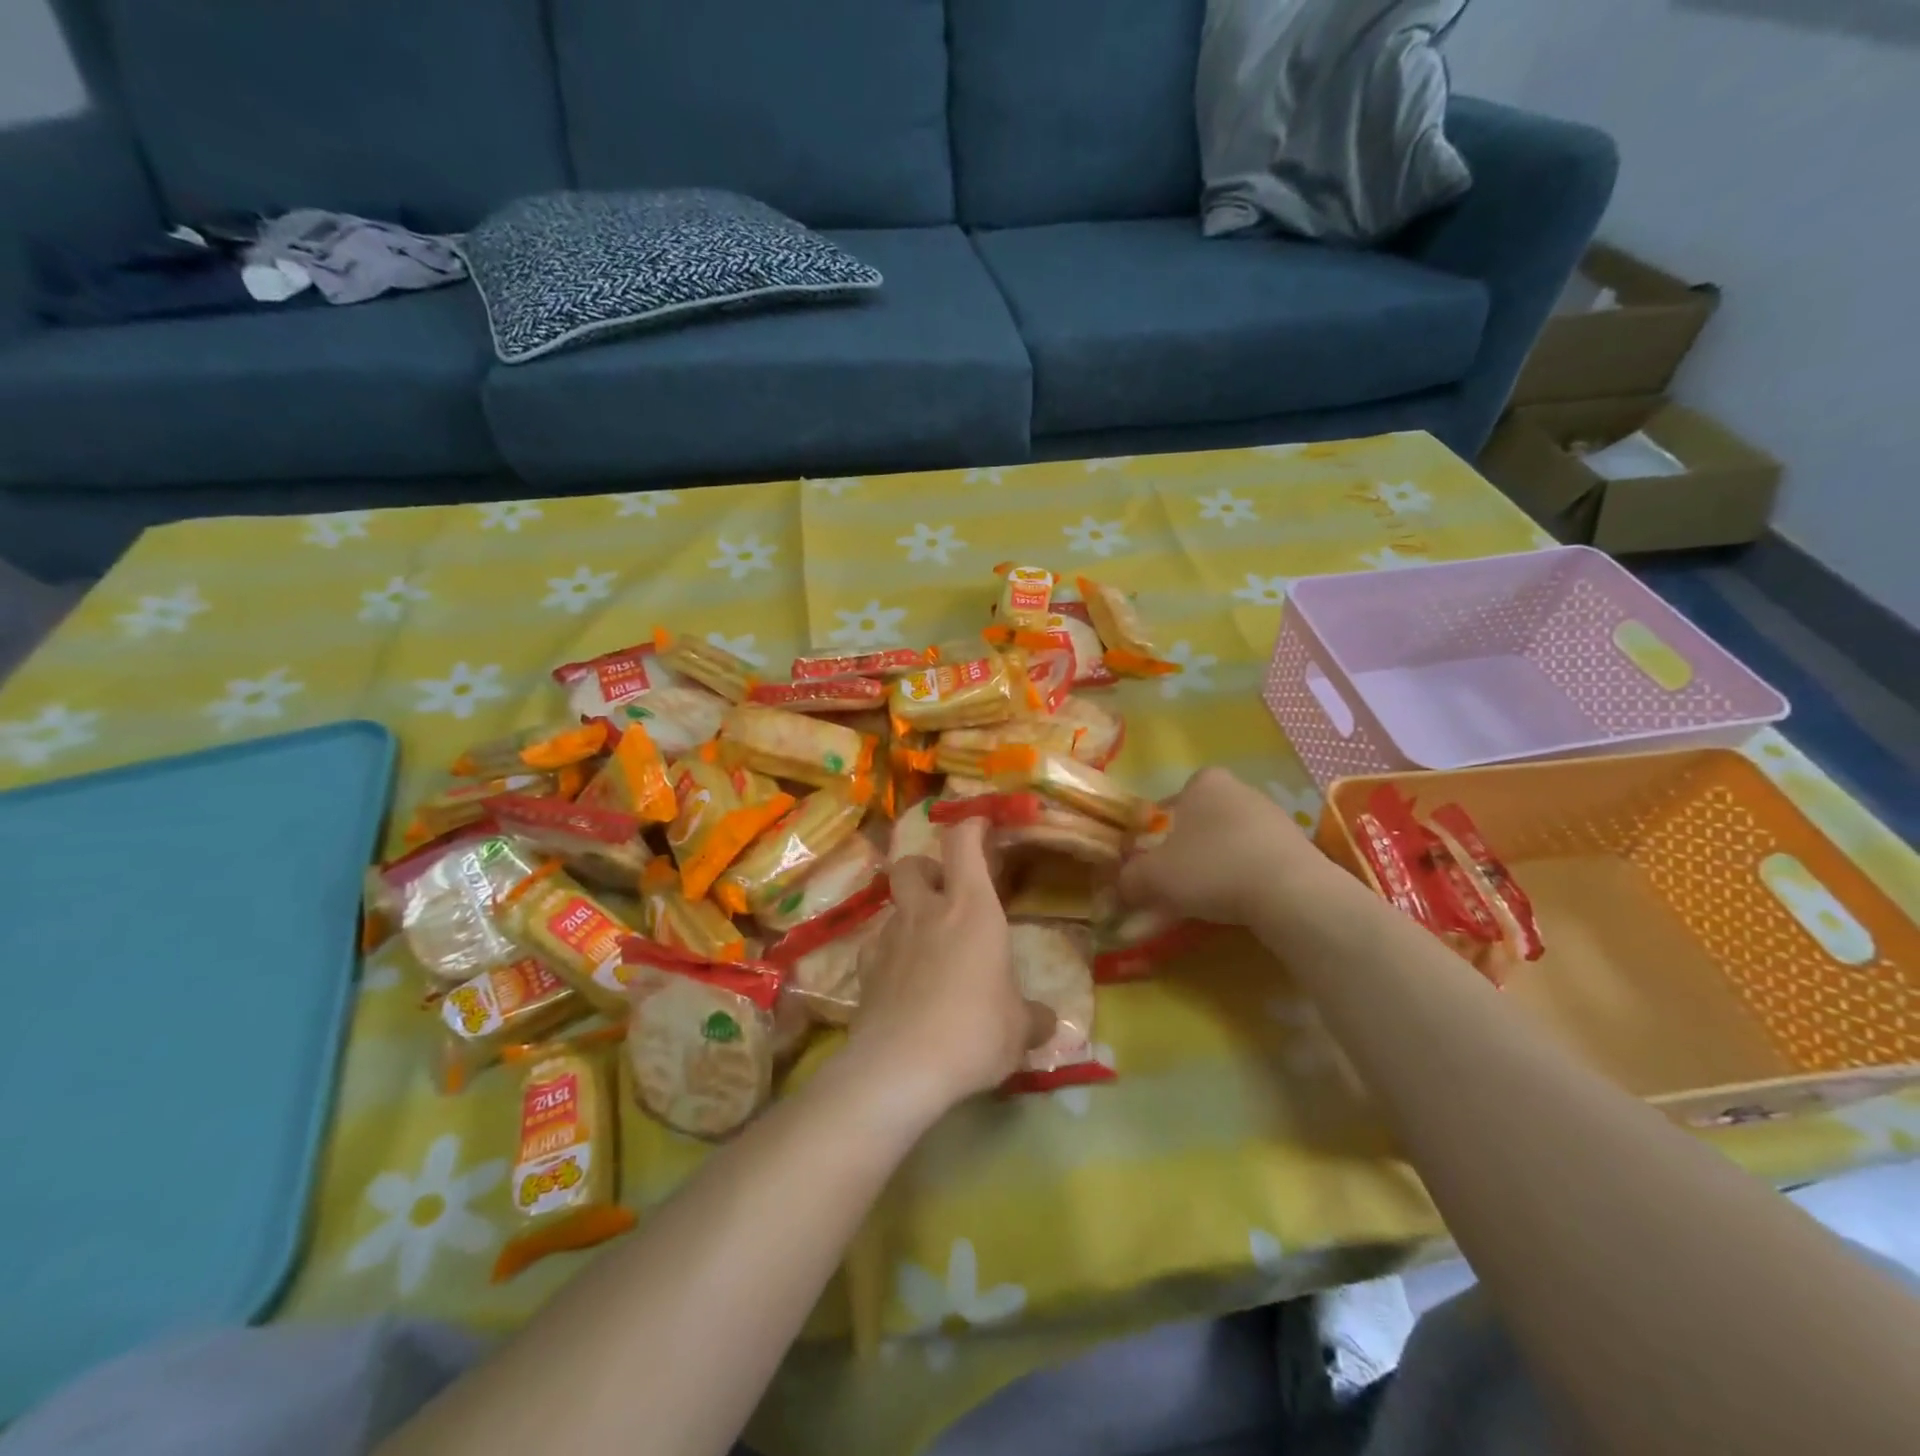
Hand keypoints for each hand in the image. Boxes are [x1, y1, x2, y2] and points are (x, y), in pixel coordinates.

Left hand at [849, 817, 1054, 1109]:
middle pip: (911, 863)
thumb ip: (1033, 1018)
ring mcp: (890, 937)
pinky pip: (876, 945)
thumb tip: (1048, 1021)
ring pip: (892, 905)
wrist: (900, 1068)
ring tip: (927, 945)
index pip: (963, 842)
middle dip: (926, 869)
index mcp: (971, 908)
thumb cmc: (973, 1032)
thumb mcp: (1018, 1030)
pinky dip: (890, 952)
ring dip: (909, 914)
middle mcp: (926, 911)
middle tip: (944, 892)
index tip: (980, 826)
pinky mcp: (865, 969)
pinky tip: (902, 979)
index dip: (970, 826)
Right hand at [1119, 767, 1343, 926]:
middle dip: (1190, 847)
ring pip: (1232, 839)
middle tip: (1178, 880)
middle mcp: (1240, 789)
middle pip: (1203, 819)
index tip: (1157, 858)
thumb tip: (1119, 888)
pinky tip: (1241, 902)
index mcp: (1204, 782)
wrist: (1290, 893)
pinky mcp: (1299, 845)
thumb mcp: (1154, 877)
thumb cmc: (1212, 868)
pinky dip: (1246, 876)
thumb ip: (1129, 879)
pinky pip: (1259, 858)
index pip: (1174, 799)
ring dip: (1219, 863)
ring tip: (1210, 898)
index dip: (1160, 829)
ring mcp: (1274, 815)